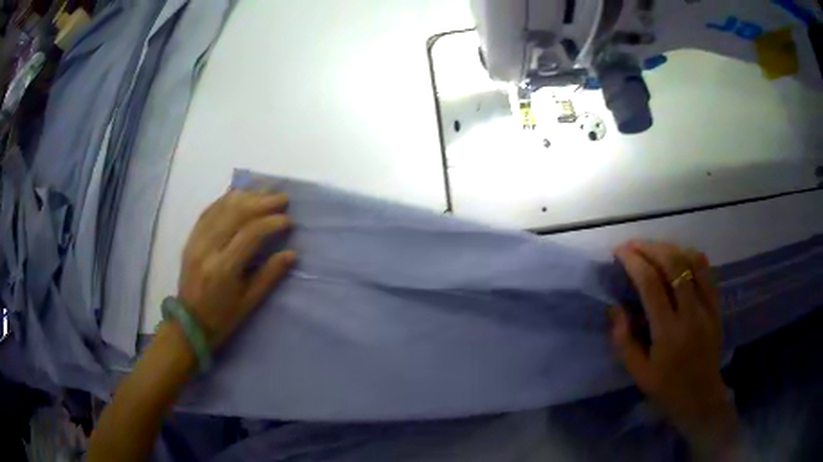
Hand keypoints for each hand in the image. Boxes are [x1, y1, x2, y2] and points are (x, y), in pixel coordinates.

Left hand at [178, 191, 295, 348]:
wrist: (189, 322)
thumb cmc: (222, 317)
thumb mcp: (249, 302)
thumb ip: (269, 275)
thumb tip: (292, 254)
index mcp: (224, 268)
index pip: (251, 234)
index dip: (272, 222)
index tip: (289, 220)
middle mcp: (208, 248)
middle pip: (236, 214)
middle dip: (262, 202)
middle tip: (283, 198)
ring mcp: (196, 240)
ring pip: (222, 207)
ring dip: (246, 196)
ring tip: (265, 193)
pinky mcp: (191, 238)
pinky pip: (209, 211)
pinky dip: (226, 200)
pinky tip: (239, 195)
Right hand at [612, 241, 737, 449]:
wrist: (701, 396)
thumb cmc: (666, 387)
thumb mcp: (638, 372)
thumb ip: (623, 340)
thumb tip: (614, 307)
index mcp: (668, 333)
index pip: (651, 285)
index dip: (633, 262)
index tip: (619, 252)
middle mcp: (691, 313)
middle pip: (673, 264)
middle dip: (649, 247)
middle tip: (632, 244)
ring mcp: (707, 306)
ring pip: (691, 261)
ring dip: (669, 247)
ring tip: (652, 247)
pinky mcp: (716, 304)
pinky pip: (706, 270)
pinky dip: (690, 255)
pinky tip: (678, 255)